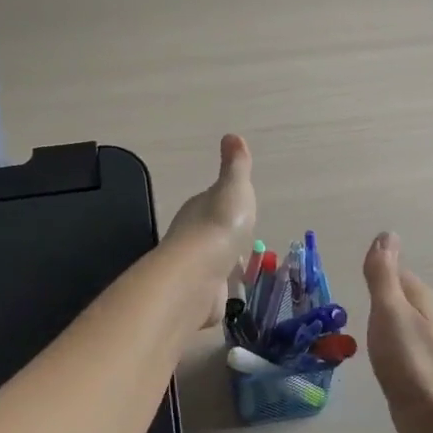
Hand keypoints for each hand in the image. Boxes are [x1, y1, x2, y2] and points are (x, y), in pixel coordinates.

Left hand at [163, 134, 257, 326]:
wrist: (199, 275)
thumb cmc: (220, 225)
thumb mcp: (234, 187)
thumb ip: (235, 166)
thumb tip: (232, 135)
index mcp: (199, 208)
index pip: (211, 203)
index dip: (224, 204)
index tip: (236, 206)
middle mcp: (191, 237)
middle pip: (209, 233)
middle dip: (222, 235)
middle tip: (240, 238)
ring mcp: (194, 268)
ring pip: (210, 262)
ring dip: (220, 263)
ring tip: (237, 266)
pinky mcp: (200, 296)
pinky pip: (212, 290)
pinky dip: (218, 291)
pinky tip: (227, 293)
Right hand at [363, 233, 432, 432]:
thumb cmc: (409, 359)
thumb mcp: (389, 309)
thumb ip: (383, 273)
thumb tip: (386, 234)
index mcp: (421, 298)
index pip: (394, 271)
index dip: (374, 271)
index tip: (352, 275)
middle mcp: (426, 317)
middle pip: (397, 295)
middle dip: (377, 294)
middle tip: (349, 299)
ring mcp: (423, 345)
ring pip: (397, 321)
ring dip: (380, 319)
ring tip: (357, 324)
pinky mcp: (417, 370)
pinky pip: (397, 345)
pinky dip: (384, 343)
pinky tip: (374, 354)